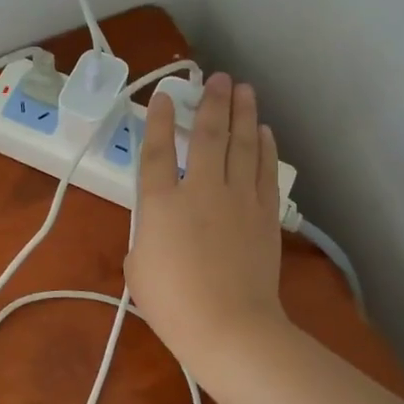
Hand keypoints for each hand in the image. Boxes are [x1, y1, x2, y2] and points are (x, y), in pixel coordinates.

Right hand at [126, 72, 289, 371]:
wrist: (229, 326)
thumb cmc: (173, 305)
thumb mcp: (138, 269)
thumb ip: (144, 238)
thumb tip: (158, 229)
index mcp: (161, 204)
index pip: (158, 151)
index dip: (160, 121)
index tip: (165, 97)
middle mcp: (201, 190)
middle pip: (208, 136)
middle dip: (212, 102)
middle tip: (217, 77)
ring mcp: (238, 200)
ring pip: (242, 145)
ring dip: (243, 114)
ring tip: (243, 89)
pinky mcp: (264, 215)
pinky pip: (265, 171)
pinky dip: (265, 148)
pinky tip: (264, 132)